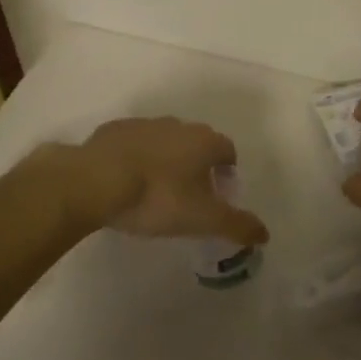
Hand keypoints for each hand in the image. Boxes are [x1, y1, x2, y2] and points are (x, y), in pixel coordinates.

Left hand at [57, 117, 268, 244]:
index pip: (228, 152)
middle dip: (196, 165)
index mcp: (205, 142)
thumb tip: (265, 234)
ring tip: (153, 191)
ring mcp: (144, 124)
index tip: (218, 195)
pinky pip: (132, 143)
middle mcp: (178, 125)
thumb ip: (237, 226)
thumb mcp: (203, 219)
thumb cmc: (158, 198)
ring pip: (164, 141)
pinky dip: (134, 158)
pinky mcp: (113, 130)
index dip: (227, 173)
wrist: (95, 181)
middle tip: (187, 196)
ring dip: (165, 160)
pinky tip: (123, 183)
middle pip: (196, 143)